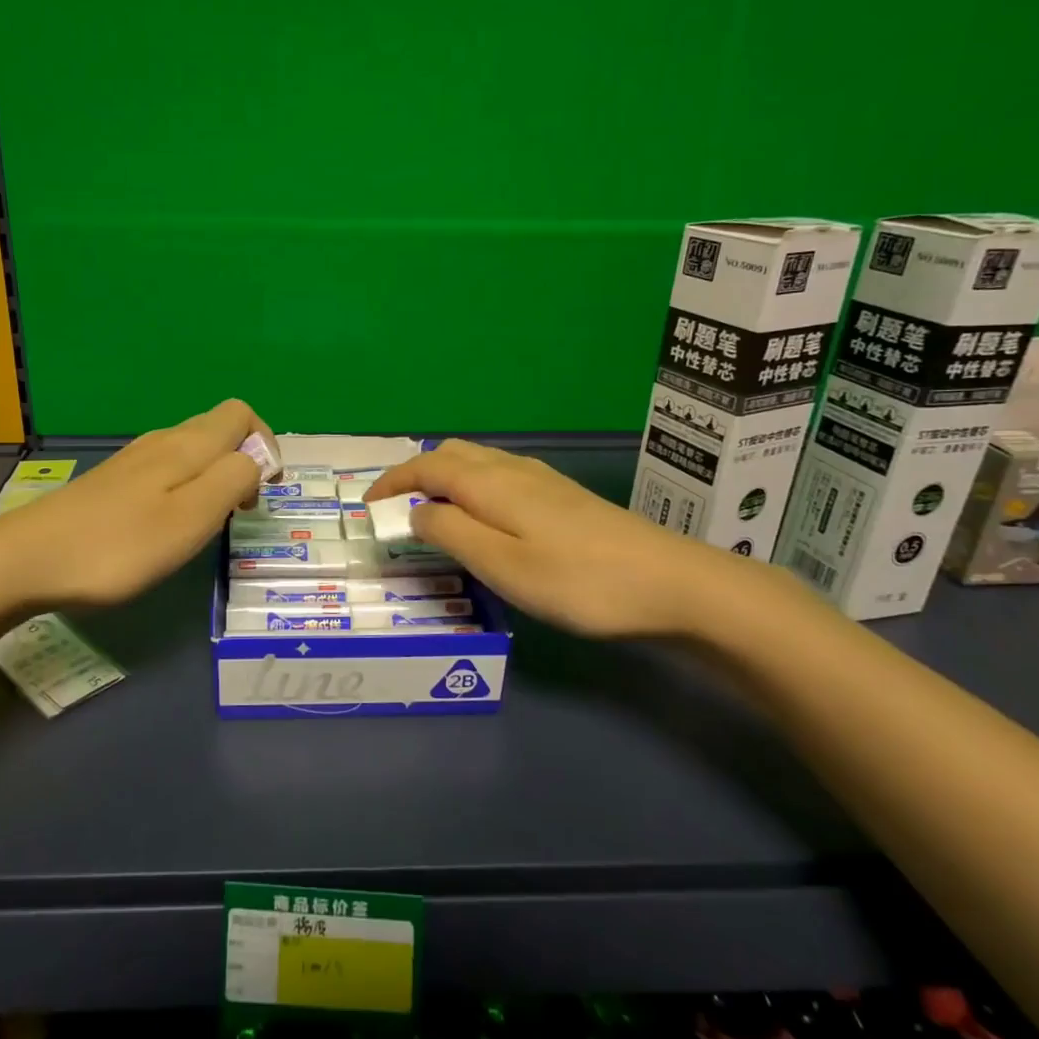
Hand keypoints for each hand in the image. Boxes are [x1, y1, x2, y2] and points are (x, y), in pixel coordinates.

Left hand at [0, 399, 265, 610]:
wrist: (26, 560)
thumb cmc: (119, 545)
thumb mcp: (191, 518)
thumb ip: (233, 481)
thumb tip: (257, 461)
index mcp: (187, 445)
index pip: (241, 413)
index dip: (265, 444)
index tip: (263, 491)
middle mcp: (162, 442)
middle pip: (218, 430)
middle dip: (243, 463)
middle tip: (238, 513)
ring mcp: (133, 461)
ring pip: (192, 452)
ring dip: (215, 479)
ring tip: (206, 524)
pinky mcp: (113, 483)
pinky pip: (167, 471)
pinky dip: (185, 490)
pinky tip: (167, 527)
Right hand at [367, 439, 765, 639]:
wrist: (671, 583)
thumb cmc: (578, 580)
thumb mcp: (502, 564)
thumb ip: (451, 534)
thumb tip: (416, 513)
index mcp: (491, 483)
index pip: (427, 467)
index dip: (392, 482)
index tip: (367, 506)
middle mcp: (513, 470)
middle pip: (451, 455)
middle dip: (415, 475)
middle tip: (395, 509)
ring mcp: (543, 480)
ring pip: (478, 464)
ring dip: (443, 479)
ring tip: (430, 514)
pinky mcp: (563, 497)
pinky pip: (499, 477)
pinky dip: (471, 488)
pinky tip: (483, 518)